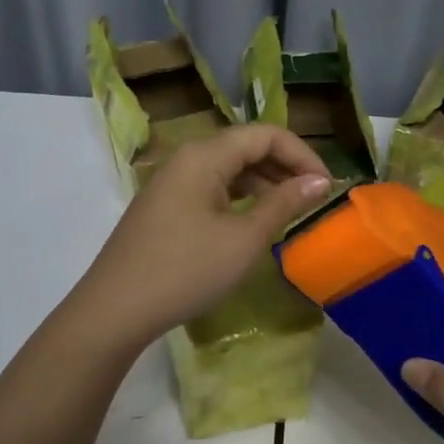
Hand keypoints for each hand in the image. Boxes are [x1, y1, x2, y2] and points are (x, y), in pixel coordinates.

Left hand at [74, 125, 331, 349]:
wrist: (116, 309)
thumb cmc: (186, 270)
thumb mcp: (243, 239)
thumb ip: (283, 204)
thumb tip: (319, 181)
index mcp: (204, 155)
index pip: (265, 134)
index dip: (302, 154)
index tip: (328, 187)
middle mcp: (186, 158)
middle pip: (245, 146)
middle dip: (285, 167)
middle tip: (314, 199)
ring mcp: (171, 183)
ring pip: (228, 169)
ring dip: (263, 184)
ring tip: (289, 213)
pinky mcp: (164, 207)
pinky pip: (210, 189)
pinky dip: (239, 199)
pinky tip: (253, 223)